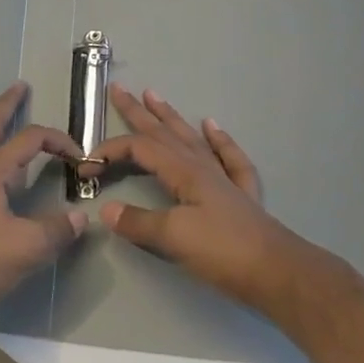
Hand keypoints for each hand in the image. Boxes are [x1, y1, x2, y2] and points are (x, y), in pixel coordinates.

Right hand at [91, 84, 302, 310]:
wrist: (279, 273)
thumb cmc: (223, 252)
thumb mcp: (173, 238)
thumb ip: (138, 222)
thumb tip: (106, 210)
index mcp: (183, 172)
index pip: (139, 149)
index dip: (109, 152)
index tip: (85, 167)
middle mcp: (202, 166)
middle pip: (163, 132)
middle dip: (137, 111)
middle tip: (117, 89)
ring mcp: (223, 177)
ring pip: (190, 137)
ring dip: (170, 116)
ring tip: (154, 95)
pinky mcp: (241, 195)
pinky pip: (228, 156)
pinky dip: (219, 139)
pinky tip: (212, 126)